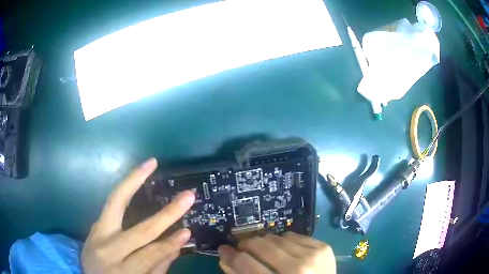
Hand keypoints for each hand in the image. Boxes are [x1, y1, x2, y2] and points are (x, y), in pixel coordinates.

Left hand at [82, 158, 194, 273]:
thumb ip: (157, 268)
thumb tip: (176, 246)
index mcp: (121, 271)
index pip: (150, 254)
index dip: (170, 244)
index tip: (188, 231)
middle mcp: (108, 249)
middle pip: (138, 230)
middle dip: (166, 215)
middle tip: (187, 196)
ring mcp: (97, 232)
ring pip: (115, 202)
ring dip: (134, 181)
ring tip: (150, 164)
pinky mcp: (95, 223)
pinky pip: (111, 203)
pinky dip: (124, 188)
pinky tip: (135, 176)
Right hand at [218, 232, 335, 273]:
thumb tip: (226, 256)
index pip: (245, 263)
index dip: (231, 255)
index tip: (225, 250)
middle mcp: (298, 269)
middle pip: (261, 245)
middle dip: (247, 244)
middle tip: (243, 247)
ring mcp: (313, 255)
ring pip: (277, 237)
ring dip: (266, 242)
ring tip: (265, 250)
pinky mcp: (323, 247)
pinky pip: (294, 235)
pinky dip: (285, 241)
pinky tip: (285, 250)